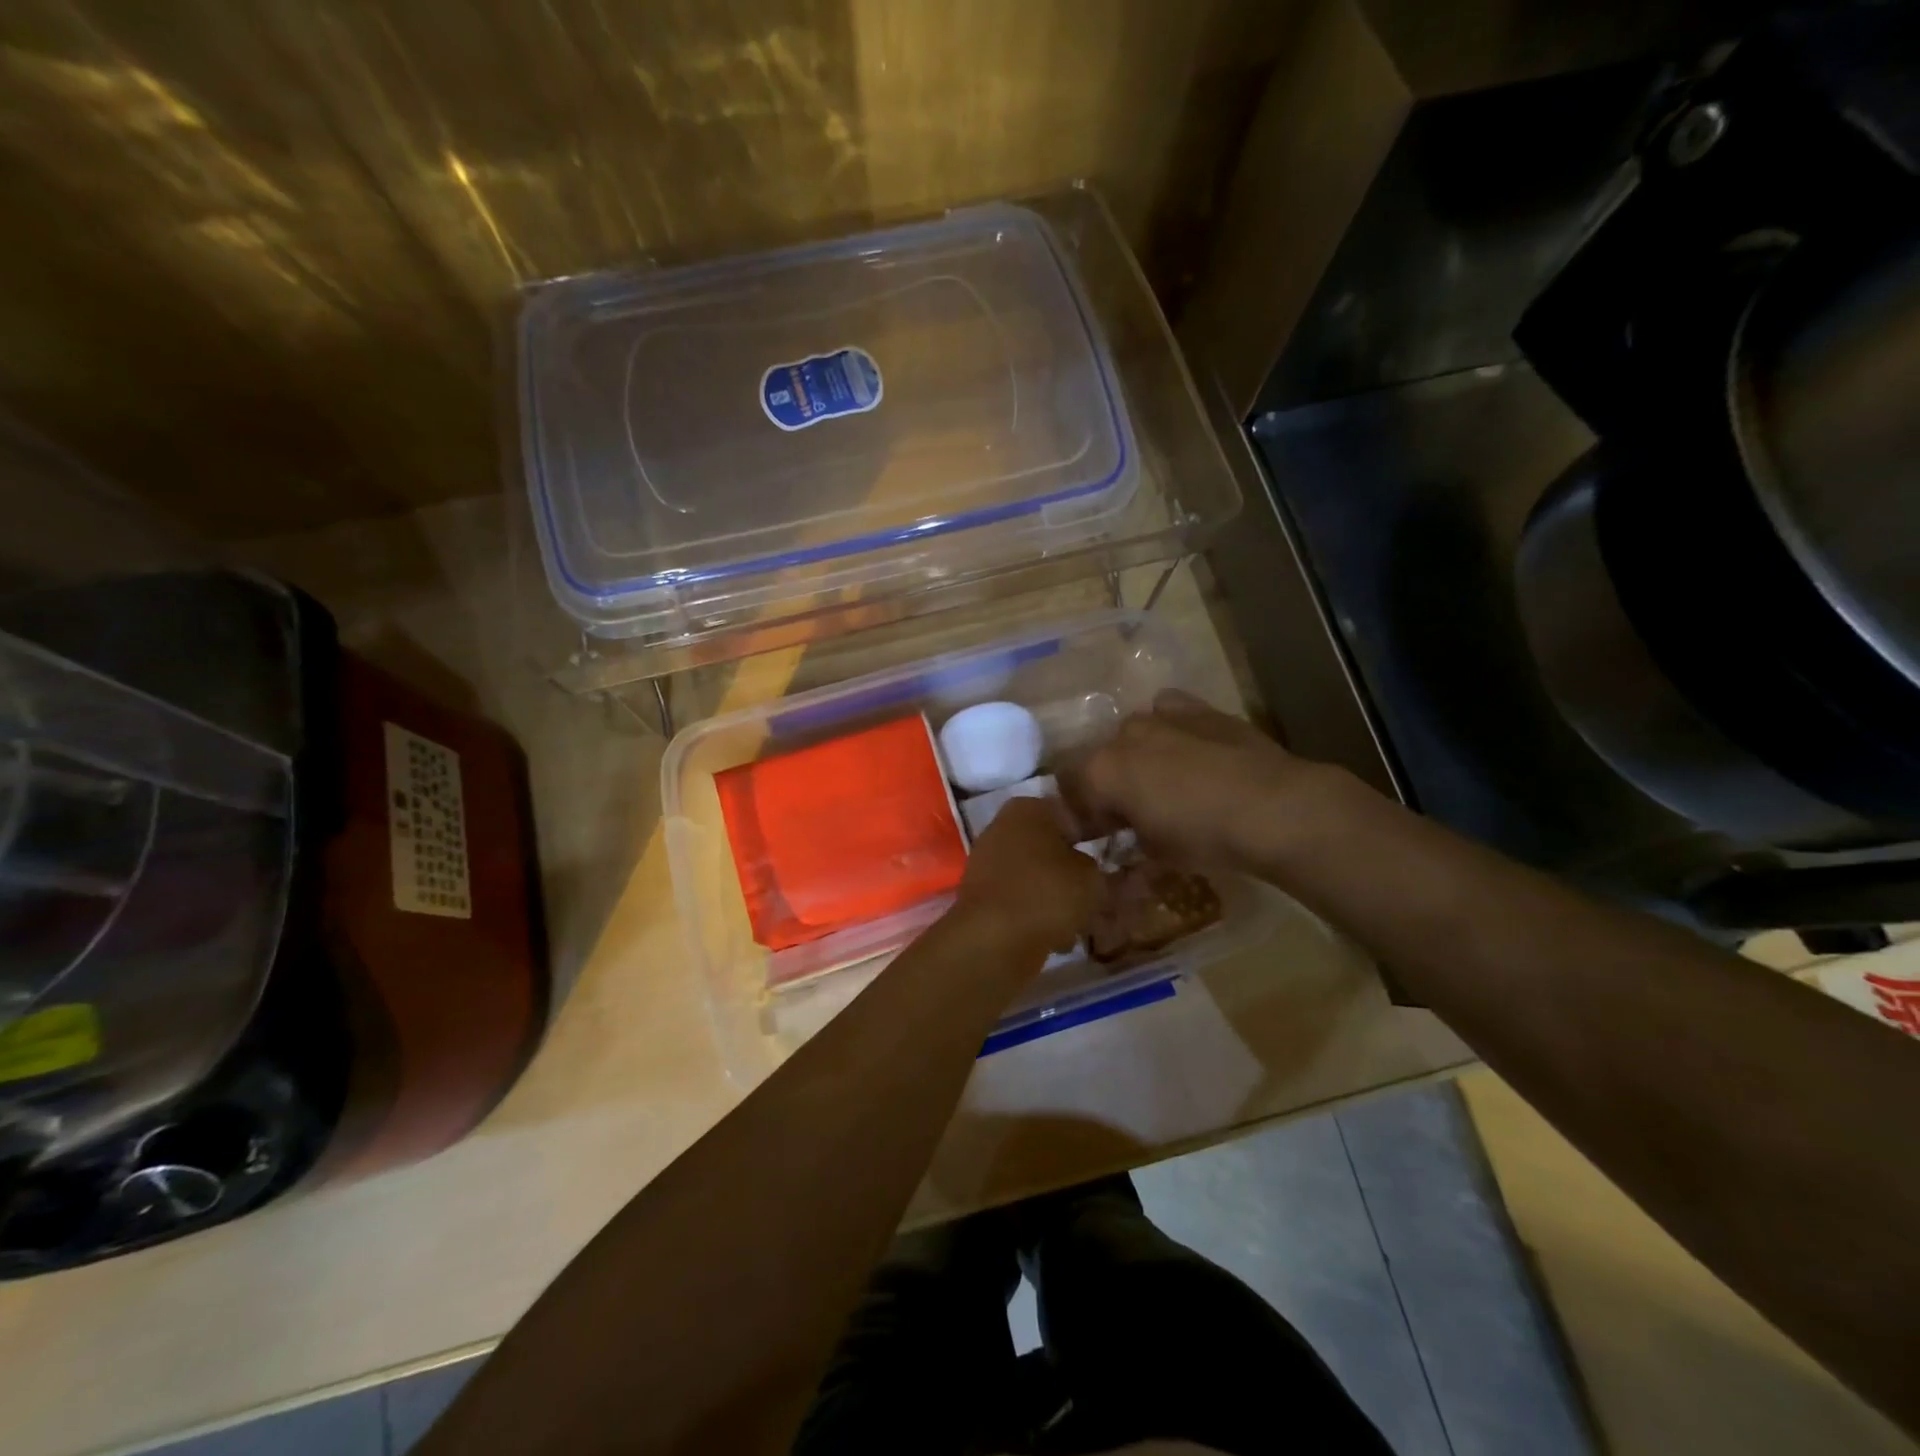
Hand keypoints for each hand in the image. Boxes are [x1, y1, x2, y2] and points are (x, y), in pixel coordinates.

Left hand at [956, 796, 1102, 955]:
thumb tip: (1091, 870)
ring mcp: (988, 862)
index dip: (1096, 837)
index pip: (1072, 816)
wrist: (993, 940)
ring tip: (1082, 922)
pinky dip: (1038, 915)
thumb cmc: (1047, 893)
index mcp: (1029, 808)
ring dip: (1058, 897)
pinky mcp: (982, 896)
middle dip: (1074, 872)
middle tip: (1100, 894)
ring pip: (1037, 877)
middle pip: (1052, 848)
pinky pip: (1021, 900)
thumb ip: (1098, 868)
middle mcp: (1003, 827)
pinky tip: (1058, 937)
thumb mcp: (1092, 878)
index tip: (1113, 861)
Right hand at [1073, 689, 1332, 872]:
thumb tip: (1125, 837)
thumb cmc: (1204, 836)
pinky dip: (1169, 728)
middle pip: (1101, 760)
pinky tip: (1185, 748)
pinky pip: (1168, 712)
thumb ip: (1128, 839)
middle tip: (1128, 814)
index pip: (1072, 793)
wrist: (1273, 806)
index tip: (1096, 838)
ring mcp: (1160, 715)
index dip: (1081, 818)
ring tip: (1160, 782)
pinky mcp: (1197, 708)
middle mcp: (1122, 735)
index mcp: (1101, 771)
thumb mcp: (1155, 852)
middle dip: (1108, 786)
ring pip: (1133, 734)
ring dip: (1137, 757)